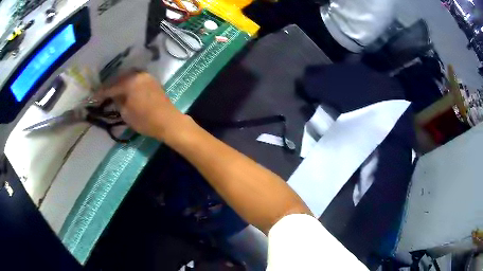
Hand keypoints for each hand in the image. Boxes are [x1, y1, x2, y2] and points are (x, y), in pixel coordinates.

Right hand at [95, 71, 189, 139]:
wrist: (169, 121)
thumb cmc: (146, 120)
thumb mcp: (126, 114)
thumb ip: (118, 101)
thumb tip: (113, 96)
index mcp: (130, 82)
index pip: (112, 87)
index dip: (102, 92)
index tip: (94, 96)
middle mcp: (138, 75)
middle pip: (120, 78)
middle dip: (111, 86)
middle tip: (103, 93)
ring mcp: (146, 76)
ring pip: (128, 77)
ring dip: (120, 83)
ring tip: (113, 91)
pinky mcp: (152, 80)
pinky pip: (136, 79)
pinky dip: (129, 84)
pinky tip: (125, 89)